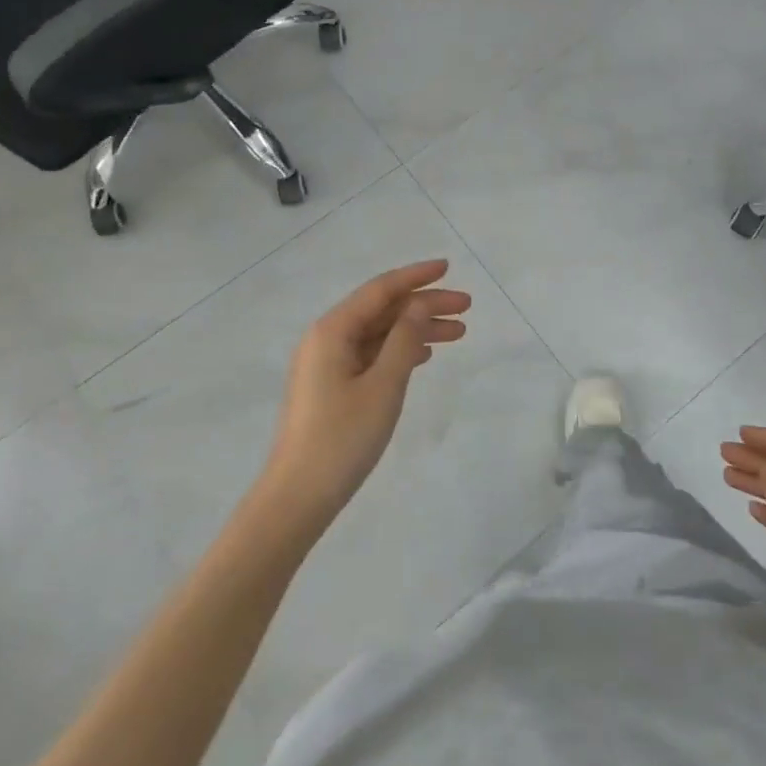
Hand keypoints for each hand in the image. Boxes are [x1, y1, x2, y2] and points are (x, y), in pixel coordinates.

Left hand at [257, 261, 470, 533]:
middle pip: (382, 310)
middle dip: (424, 305)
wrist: (299, 496)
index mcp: (333, 330)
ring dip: (417, 329)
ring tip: (458, 333)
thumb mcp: (383, 385)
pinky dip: (400, 350)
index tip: (449, 268)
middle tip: (466, 308)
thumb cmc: (343, 437)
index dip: (416, 277)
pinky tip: (424, 356)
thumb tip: (419, 304)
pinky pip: (371, 354)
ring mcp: (327, 363)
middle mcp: (327, 338)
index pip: (381, 290)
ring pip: (380, 333)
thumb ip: (405, 339)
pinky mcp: (331, 386)